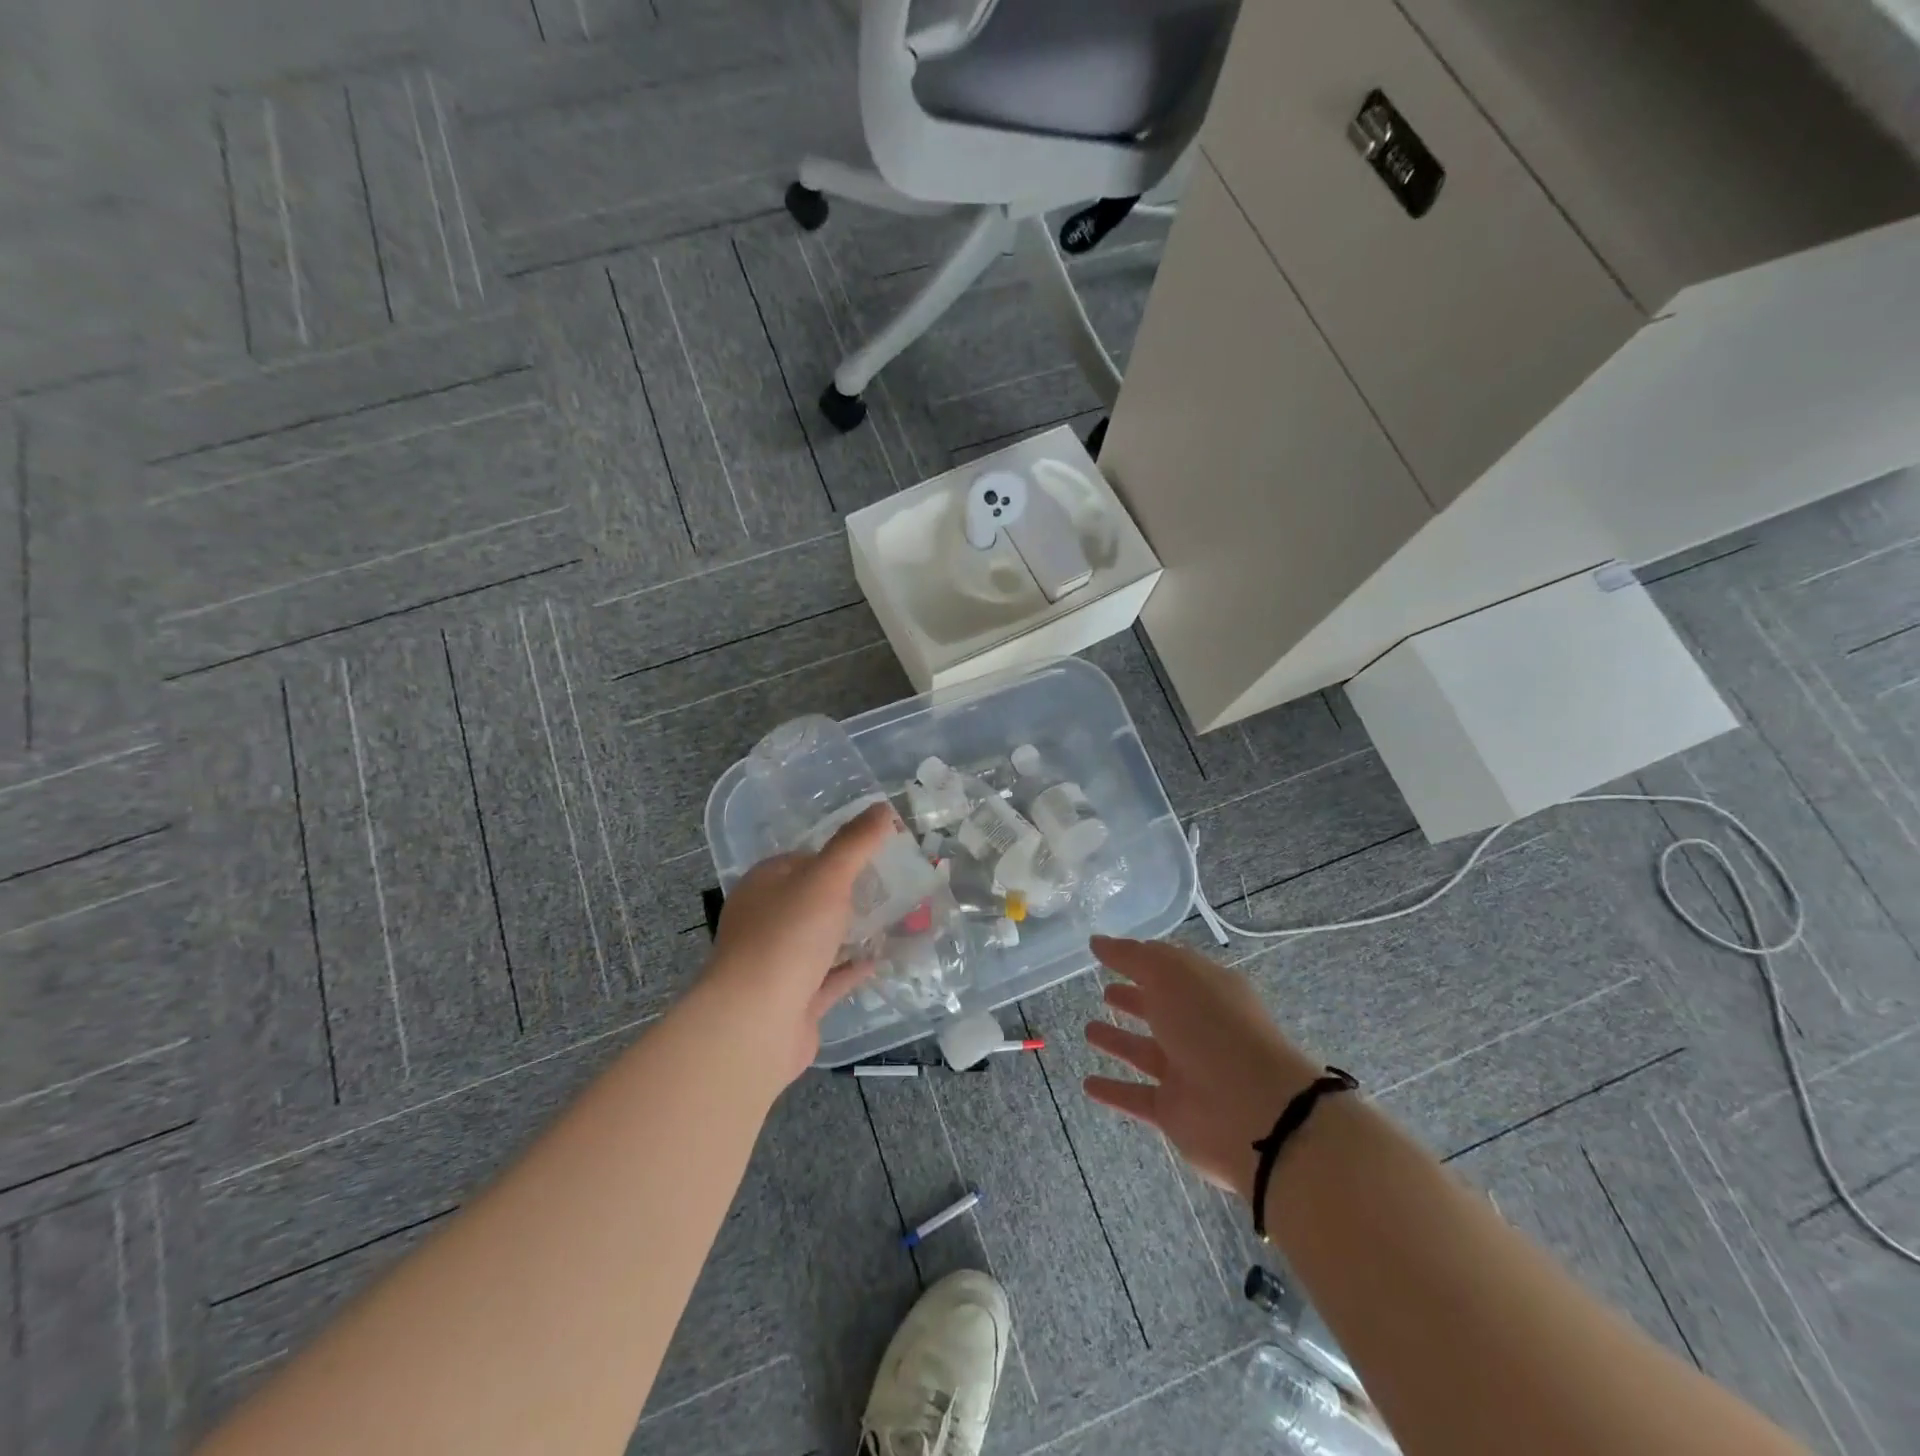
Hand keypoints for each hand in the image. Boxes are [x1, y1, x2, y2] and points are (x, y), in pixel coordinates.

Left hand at [703, 803, 895, 1083]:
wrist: (755, 1022)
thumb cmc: (787, 936)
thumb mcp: (826, 878)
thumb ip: (855, 843)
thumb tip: (883, 808)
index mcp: (765, 885)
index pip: (804, 859)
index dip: (840, 853)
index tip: (879, 852)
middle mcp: (766, 920)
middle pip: (814, 899)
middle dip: (852, 893)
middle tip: (896, 886)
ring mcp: (778, 963)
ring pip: (822, 939)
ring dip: (854, 931)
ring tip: (897, 919)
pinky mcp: (794, 999)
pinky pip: (829, 977)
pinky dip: (852, 968)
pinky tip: (880, 960)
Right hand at [1082, 936, 1322, 1201]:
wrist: (1254, 1110)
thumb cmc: (1212, 1026)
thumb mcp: (1170, 975)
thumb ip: (1132, 956)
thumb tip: (1098, 941)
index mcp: (1208, 990)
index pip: (1169, 968)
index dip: (1139, 959)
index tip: (1105, 952)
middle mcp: (1200, 1028)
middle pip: (1160, 1009)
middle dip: (1133, 999)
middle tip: (1104, 991)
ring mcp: (1188, 1071)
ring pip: (1146, 1052)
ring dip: (1119, 1041)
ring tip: (1088, 1030)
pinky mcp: (1175, 1111)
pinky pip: (1137, 1097)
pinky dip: (1113, 1092)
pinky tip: (1088, 1084)